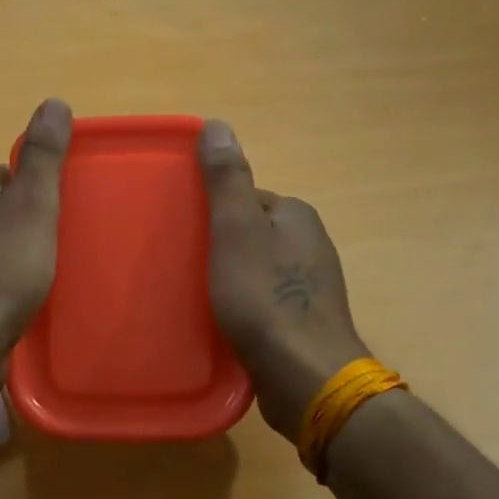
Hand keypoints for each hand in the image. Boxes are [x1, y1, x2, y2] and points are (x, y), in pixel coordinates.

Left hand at [0, 98, 71, 359]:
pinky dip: (1, 284)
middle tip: (56, 249)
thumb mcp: (34, 203)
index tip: (58, 217)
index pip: (8, 176)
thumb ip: (44, 155)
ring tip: (42, 278)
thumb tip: (54, 102)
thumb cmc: (3, 266)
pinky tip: (19, 302)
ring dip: (14, 256)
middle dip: (26, 225)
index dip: (37, 194)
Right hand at [200, 120, 370, 439]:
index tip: (186, 234)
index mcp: (297, 215)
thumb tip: (217, 124)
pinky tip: (226, 324)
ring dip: (231, 279)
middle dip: (220, 247)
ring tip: (199, 299)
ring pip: (258, 269)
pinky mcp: (306, 321)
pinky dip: (245, 307)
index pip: (247, 198)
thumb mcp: (236, 230)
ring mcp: (312, 286)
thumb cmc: (265, 297)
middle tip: (185, 269)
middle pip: (252, 234)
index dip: (213, 212)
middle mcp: (311, 244)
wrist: (305, 374)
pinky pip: (266, 301)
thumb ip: (226, 180)